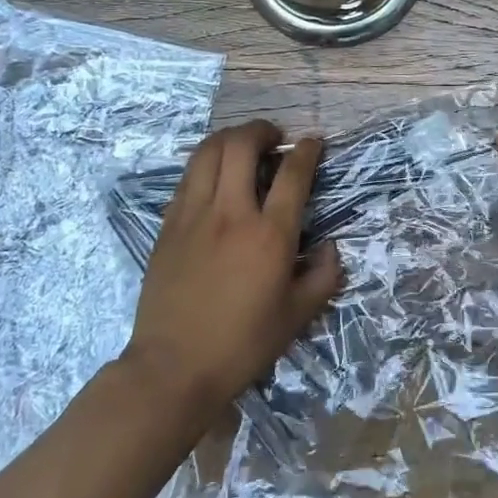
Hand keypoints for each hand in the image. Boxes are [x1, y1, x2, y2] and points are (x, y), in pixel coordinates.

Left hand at [123, 120, 342, 413]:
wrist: (173, 367)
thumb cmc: (243, 344)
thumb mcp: (298, 316)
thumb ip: (324, 275)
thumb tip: (329, 245)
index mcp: (270, 235)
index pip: (293, 174)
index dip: (307, 150)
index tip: (313, 143)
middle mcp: (231, 213)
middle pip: (242, 146)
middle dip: (262, 130)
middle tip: (274, 137)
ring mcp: (193, 215)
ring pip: (207, 152)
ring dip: (229, 138)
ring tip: (243, 145)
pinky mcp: (168, 225)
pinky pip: (187, 177)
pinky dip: (206, 163)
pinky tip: (214, 175)